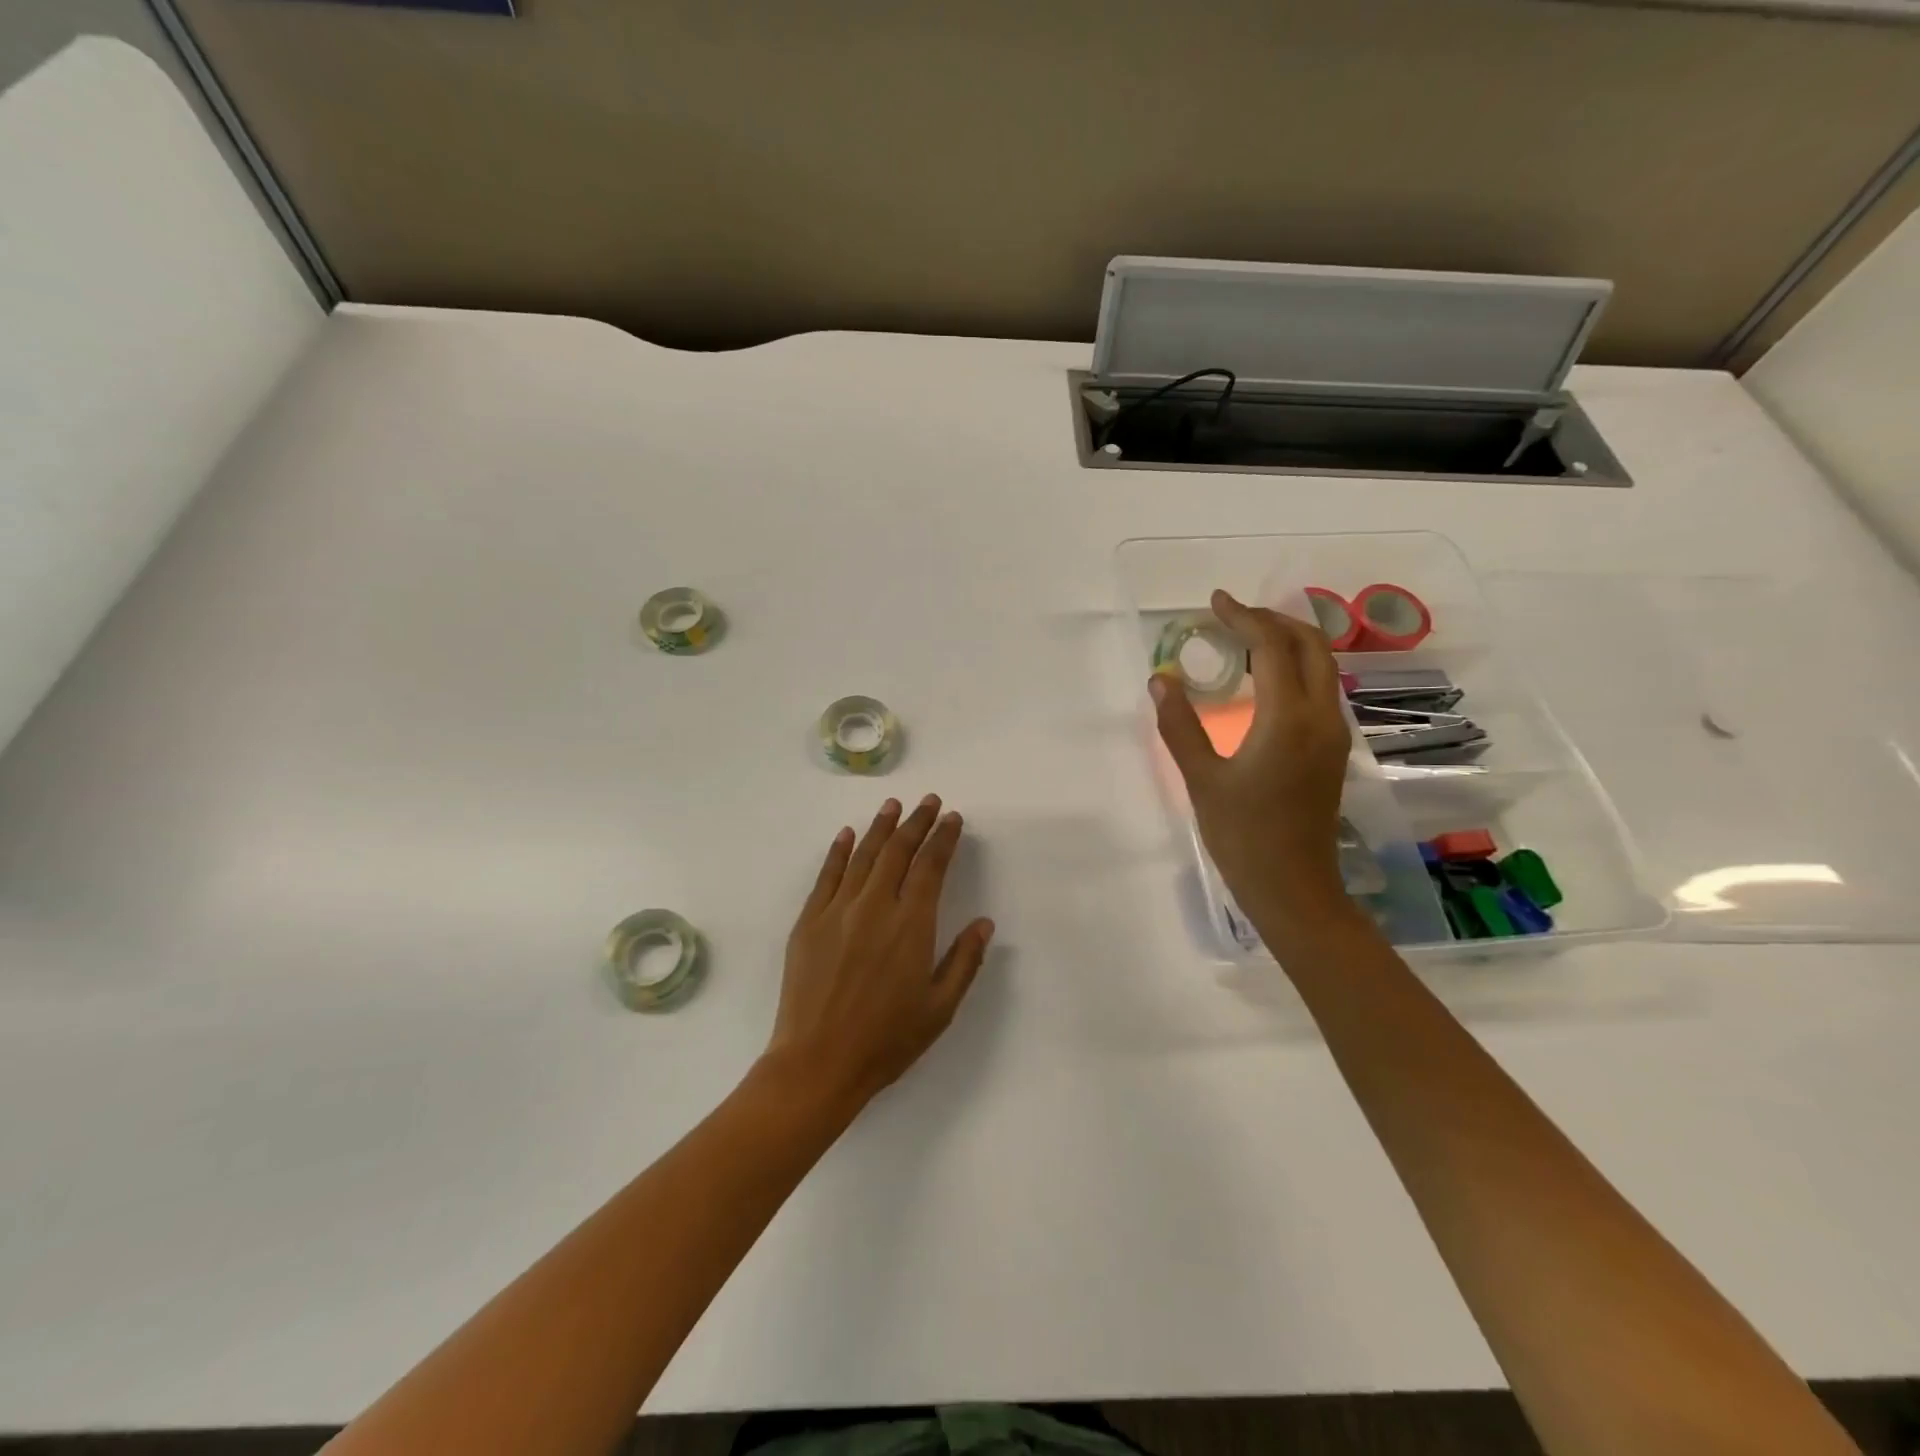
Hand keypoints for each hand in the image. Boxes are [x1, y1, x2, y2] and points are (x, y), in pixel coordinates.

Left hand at [763, 795, 994, 1112]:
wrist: (818, 1062)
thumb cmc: (886, 1040)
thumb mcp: (939, 1008)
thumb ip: (964, 961)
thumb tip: (984, 923)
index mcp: (911, 925)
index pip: (931, 867)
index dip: (943, 838)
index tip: (952, 818)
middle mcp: (875, 907)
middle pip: (898, 851)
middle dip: (917, 822)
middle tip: (929, 801)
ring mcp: (837, 910)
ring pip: (863, 855)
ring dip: (881, 827)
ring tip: (894, 805)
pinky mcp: (809, 921)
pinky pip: (827, 875)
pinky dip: (838, 851)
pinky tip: (847, 834)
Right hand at [1150, 590, 1353, 924]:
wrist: (1293, 888)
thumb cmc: (1243, 835)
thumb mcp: (1201, 779)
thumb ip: (1180, 725)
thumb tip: (1161, 680)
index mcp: (1289, 719)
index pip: (1272, 647)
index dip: (1243, 617)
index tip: (1214, 601)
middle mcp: (1321, 716)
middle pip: (1310, 644)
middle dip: (1273, 619)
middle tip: (1231, 615)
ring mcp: (1333, 733)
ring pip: (1322, 665)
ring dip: (1287, 641)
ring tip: (1245, 638)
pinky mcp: (1331, 749)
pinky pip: (1320, 688)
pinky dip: (1295, 667)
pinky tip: (1265, 678)